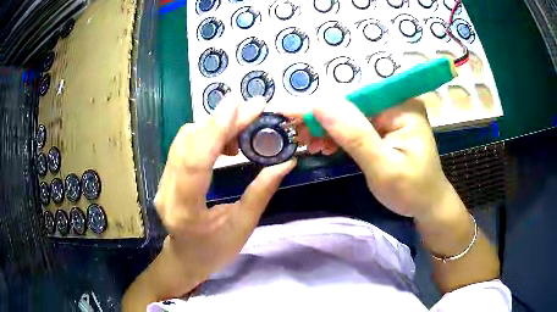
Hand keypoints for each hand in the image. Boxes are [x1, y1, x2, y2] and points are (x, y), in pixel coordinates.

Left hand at [154, 96, 295, 285]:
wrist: (186, 258)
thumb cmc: (215, 250)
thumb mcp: (243, 226)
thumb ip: (261, 191)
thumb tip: (286, 162)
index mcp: (187, 211)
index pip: (196, 163)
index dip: (216, 130)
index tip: (238, 104)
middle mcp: (168, 193)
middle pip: (188, 143)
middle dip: (221, 121)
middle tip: (252, 109)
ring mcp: (162, 183)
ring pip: (184, 139)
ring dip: (214, 127)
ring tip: (242, 129)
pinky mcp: (165, 177)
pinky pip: (183, 146)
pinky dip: (206, 135)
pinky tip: (225, 141)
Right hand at [309, 97, 452, 219]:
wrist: (427, 206)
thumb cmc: (411, 191)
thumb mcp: (383, 167)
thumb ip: (355, 136)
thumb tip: (320, 104)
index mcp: (402, 107)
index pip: (355, 98)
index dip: (322, 107)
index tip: (291, 116)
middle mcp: (396, 104)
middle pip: (351, 105)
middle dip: (323, 121)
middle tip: (298, 137)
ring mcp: (391, 116)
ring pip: (351, 115)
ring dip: (328, 129)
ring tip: (310, 144)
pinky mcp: (386, 128)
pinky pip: (357, 126)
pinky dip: (339, 136)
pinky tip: (326, 145)